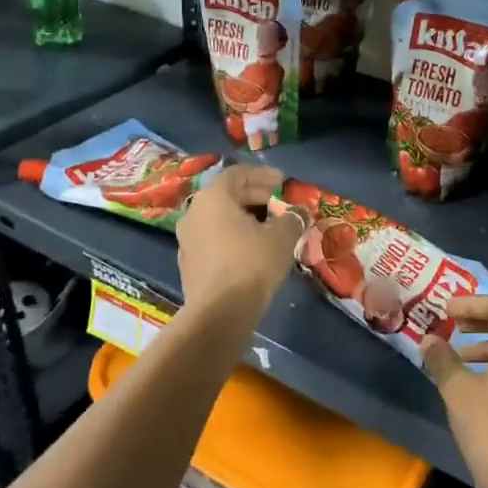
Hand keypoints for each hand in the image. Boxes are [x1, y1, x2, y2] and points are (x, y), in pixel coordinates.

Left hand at [176, 165, 302, 318]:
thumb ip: (292, 218)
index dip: (263, 175)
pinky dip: (233, 236)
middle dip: (255, 196)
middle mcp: (194, 213)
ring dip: (244, 218)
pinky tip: (253, 250)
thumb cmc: (251, 264)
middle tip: (279, 204)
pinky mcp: (188, 264)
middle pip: (227, 195)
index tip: (282, 183)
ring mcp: (187, 240)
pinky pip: (213, 239)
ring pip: (219, 218)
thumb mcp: (282, 237)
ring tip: (269, 227)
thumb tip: (301, 212)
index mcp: (213, 198)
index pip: (237, 174)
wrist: (219, 314)